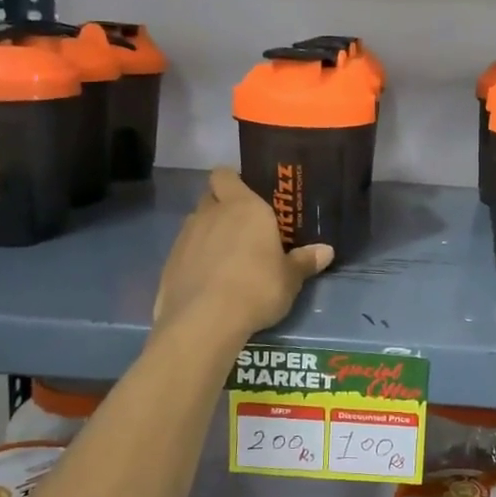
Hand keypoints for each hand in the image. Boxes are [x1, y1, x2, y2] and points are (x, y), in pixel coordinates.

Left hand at [153, 168, 332, 337]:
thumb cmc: (257, 288)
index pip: (225, 175)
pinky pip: (184, 252)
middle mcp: (211, 214)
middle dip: (222, 207)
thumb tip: (326, 251)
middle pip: (210, 197)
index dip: (233, 182)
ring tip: (227, 261)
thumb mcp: (290, 279)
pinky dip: (194, 261)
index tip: (246, 197)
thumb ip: (304, 261)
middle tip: (242, 229)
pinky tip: (209, 283)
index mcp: (243, 207)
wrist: (205, 321)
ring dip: (208, 235)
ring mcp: (185, 238)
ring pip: (196, 225)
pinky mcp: (169, 264)